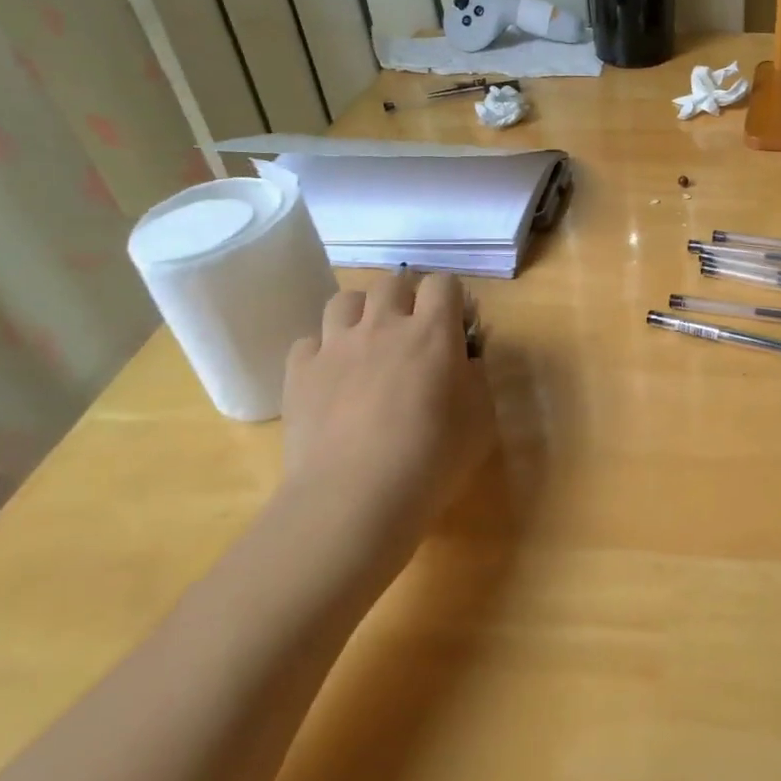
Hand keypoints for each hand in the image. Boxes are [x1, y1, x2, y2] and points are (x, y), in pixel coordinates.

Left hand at [276, 271, 490, 574]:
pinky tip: (332, 378)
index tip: (457, 325)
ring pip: (345, 299)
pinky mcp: (299, 372)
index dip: (452, 298)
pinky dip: (323, 352)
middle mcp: (383, 326)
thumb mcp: (481, 420)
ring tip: (368, 344)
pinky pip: (309, 342)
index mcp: (432, 333)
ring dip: (362, 314)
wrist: (354, 499)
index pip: (443, 283)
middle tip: (413, 333)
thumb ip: (477, 378)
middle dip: (407, 298)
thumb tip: (466, 358)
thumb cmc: (432, 461)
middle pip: (392, 282)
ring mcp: (335, 346)